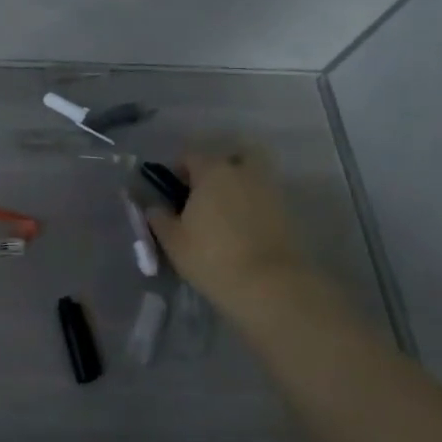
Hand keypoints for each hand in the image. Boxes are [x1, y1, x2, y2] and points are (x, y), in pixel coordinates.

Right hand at [146, 149, 314, 310]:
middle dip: (211, 173)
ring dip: (233, 189)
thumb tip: (155, 208)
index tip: (171, 193)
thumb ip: (159, 218)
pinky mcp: (286, 211)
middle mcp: (242, 171)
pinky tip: (240, 229)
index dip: (176, 171)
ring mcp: (268, 189)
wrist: (269, 284)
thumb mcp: (172, 240)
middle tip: (199, 199)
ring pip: (246, 178)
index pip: (190, 156)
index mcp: (212, 171)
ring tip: (220, 217)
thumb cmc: (210, 256)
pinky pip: (261, 198)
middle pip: (225, 161)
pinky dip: (250, 206)